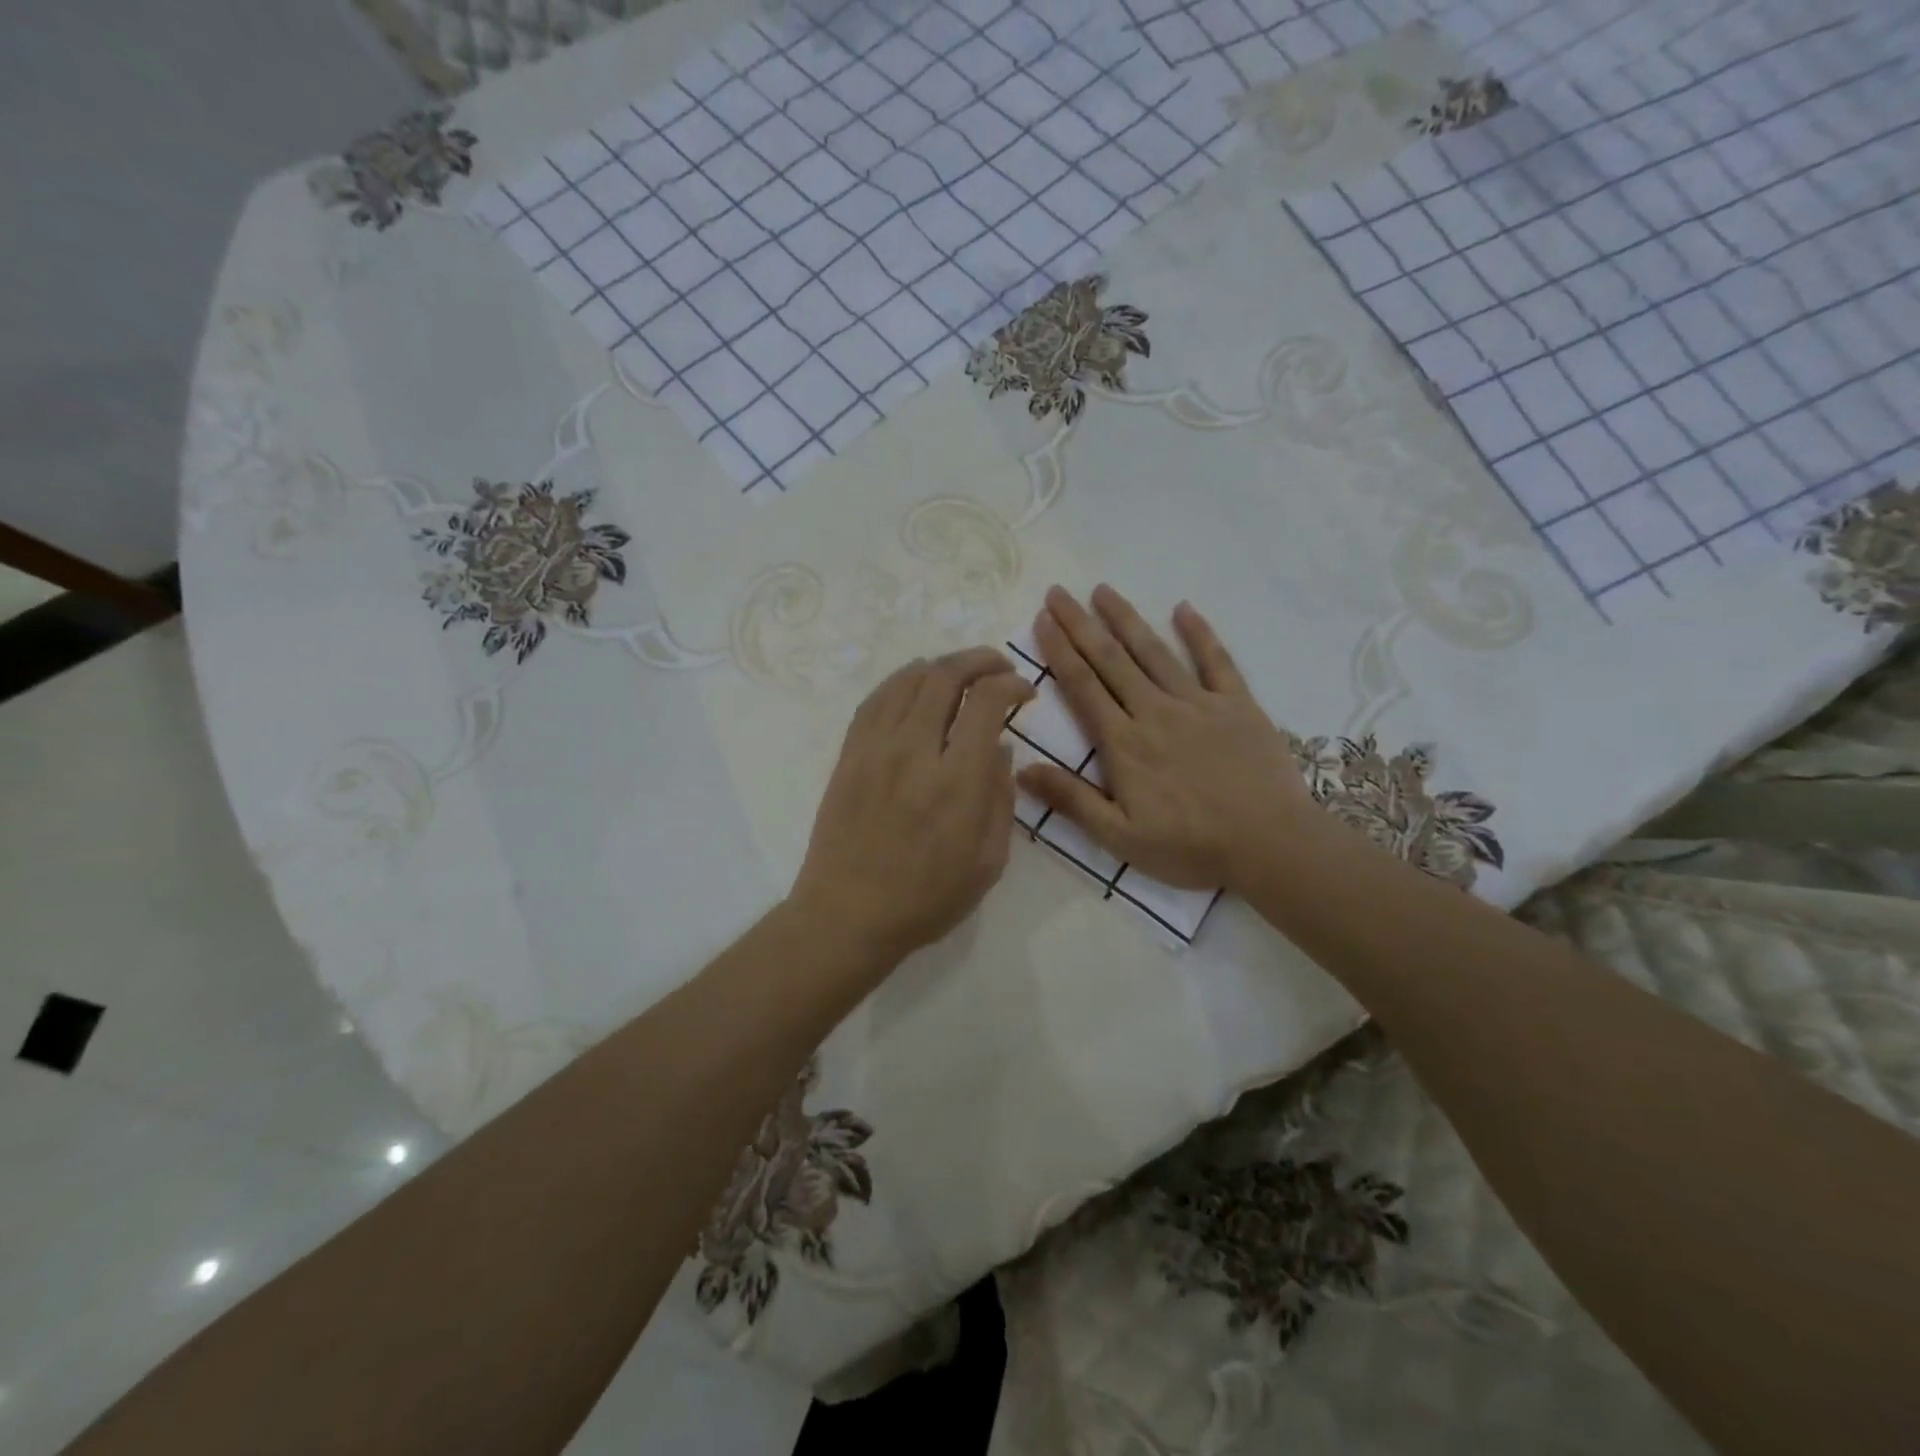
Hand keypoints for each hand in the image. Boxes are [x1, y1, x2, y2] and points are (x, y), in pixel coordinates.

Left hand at [791, 648, 1034, 967]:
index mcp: (957, 780)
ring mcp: (875, 748)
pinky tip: (915, 683)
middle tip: (998, 666)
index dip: (1010, 684)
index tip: (1024, 692)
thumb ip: (1000, 798)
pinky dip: (901, 680)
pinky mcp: (849, 754)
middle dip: (979, 660)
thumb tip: (999, 746)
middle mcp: (915, 750)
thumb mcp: (988, 861)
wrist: (848, 915)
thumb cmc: (927, 898)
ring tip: (961, 671)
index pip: (986, 701)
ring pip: (907, 679)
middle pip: (945, 676)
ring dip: (941, 665)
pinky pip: (875, 700)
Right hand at [1019, 585, 1319, 892]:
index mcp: (1124, 743)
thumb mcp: (1119, 837)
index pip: (1083, 687)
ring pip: (1154, 652)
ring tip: (1103, 590)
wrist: (1269, 844)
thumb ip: (1071, 800)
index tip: (1042, 620)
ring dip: (1126, 618)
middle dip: (1081, 624)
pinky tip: (1183, 608)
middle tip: (1058, 592)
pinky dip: (1199, 633)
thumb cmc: (1189, 846)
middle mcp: (1154, 711)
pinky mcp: (1237, 705)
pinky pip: (1215, 661)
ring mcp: (1198, 703)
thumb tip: (1021, 769)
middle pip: (1110, 660)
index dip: (1059, 651)